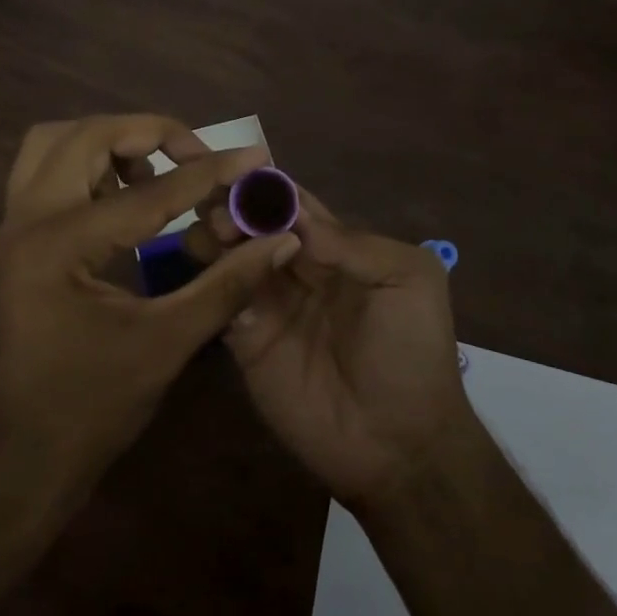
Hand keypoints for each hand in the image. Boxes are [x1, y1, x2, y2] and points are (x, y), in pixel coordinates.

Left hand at [0, 115, 302, 519]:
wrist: (19, 462)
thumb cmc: (90, 409)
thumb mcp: (165, 344)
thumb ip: (224, 284)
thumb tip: (277, 239)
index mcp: (58, 246)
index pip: (148, 193)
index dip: (208, 174)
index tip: (252, 155)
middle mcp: (24, 220)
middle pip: (85, 135)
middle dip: (146, 133)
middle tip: (194, 153)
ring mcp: (11, 227)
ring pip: (54, 144)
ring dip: (108, 143)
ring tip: (155, 172)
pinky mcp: (13, 239)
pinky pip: (46, 172)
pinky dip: (86, 165)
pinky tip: (123, 198)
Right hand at [187, 189, 473, 506]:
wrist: (400, 445)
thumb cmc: (412, 352)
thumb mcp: (408, 280)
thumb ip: (353, 244)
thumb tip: (294, 219)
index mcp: (337, 249)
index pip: (295, 206)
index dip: (268, 187)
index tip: (237, 170)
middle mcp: (298, 269)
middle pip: (257, 225)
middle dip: (234, 207)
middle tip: (215, 204)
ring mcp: (271, 305)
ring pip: (234, 257)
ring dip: (218, 237)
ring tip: (210, 232)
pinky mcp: (247, 341)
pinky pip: (223, 301)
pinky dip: (211, 279)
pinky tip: (204, 265)